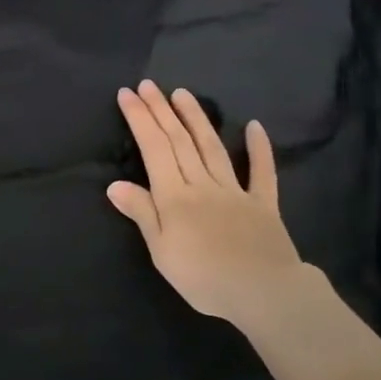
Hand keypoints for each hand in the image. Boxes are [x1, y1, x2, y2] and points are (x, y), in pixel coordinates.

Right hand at [106, 81, 310, 327]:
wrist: (266, 295)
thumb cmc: (204, 277)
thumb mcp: (161, 251)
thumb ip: (142, 213)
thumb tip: (114, 184)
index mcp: (174, 196)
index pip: (153, 148)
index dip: (140, 119)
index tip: (128, 94)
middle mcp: (202, 184)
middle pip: (179, 141)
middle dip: (161, 111)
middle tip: (149, 85)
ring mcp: (235, 191)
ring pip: (212, 148)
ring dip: (196, 118)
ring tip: (183, 94)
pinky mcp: (263, 204)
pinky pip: (262, 173)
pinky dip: (259, 149)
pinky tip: (255, 127)